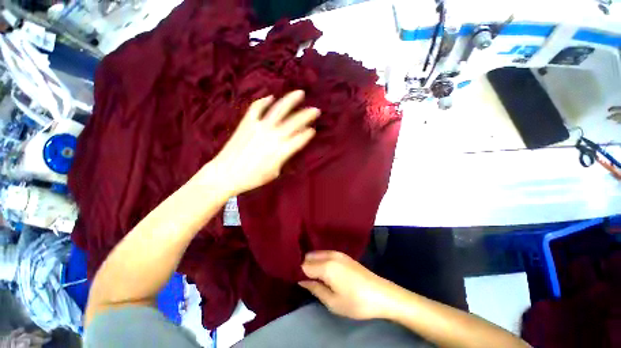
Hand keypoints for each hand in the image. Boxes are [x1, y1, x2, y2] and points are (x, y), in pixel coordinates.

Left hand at [209, 90, 319, 196]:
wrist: (226, 174)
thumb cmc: (252, 178)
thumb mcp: (274, 173)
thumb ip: (284, 158)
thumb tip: (291, 147)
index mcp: (281, 151)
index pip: (300, 139)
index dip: (308, 134)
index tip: (313, 130)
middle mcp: (273, 136)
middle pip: (294, 122)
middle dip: (307, 115)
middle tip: (316, 110)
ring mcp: (259, 127)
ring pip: (278, 110)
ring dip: (290, 100)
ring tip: (300, 93)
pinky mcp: (247, 123)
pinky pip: (256, 108)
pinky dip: (264, 101)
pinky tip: (271, 97)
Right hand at [299, 250, 398, 320]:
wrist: (381, 294)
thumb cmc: (356, 302)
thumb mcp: (333, 302)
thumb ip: (315, 289)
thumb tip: (302, 280)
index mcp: (326, 266)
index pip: (304, 265)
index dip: (296, 271)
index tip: (291, 278)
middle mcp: (330, 255)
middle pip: (309, 256)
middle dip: (302, 265)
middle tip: (300, 278)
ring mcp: (338, 253)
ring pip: (317, 254)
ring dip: (311, 262)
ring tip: (309, 275)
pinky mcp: (343, 255)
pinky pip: (325, 254)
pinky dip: (319, 260)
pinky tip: (320, 270)